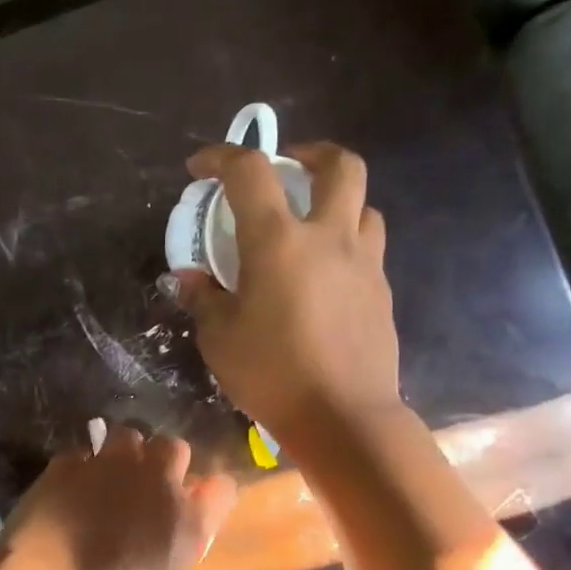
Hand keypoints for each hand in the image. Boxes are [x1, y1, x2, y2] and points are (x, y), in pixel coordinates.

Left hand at [2, 426, 235, 569]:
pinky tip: (67, 489)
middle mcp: (158, 482)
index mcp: (189, 523)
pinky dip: (78, 469)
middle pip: (175, 448)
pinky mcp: (67, 463)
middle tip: (147, 485)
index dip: (210, 495)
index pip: (222, 489)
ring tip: (107, 477)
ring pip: (127, 436)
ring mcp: (111, 465)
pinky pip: (80, 455)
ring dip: (122, 454)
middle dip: (164, 461)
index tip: (198, 504)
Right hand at [174, 142, 400, 447]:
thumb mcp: (219, 339)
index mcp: (279, 241)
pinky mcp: (381, 292)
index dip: (221, 156)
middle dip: (311, 153)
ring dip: (336, 200)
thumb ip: (204, 298)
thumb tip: (189, 279)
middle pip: (340, 165)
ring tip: (311, 224)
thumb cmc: (271, 374)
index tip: (201, 166)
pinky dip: (345, 244)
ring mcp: (364, 263)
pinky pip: (368, 249)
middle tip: (288, 167)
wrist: (343, 417)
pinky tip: (325, 276)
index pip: (250, 172)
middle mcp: (328, 238)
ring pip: (364, 205)